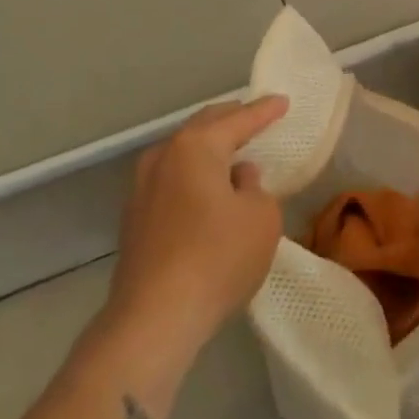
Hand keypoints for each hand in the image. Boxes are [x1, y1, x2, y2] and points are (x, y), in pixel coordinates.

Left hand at [106, 97, 288, 355]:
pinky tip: (206, 188)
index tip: (282, 101)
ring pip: (182, 153)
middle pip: (202, 127)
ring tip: (232, 149)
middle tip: (255, 116)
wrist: (154, 317)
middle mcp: (164, 156)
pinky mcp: (135, 218)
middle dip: (230, 120)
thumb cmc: (217, 258)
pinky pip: (172, 179)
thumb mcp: (261, 218)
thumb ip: (256, 188)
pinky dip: (193, 174)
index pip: (238, 120)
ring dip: (208, 148)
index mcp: (196, 147)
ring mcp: (142, 187)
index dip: (264, 111)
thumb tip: (238, 177)